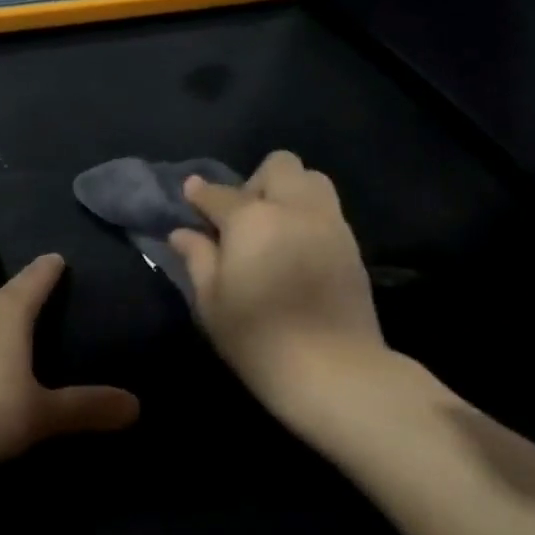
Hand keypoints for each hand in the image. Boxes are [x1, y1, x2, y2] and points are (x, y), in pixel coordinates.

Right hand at [169, 151, 386, 409]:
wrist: (333, 369)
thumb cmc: (258, 338)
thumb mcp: (212, 302)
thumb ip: (198, 259)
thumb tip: (183, 232)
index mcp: (252, 219)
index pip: (219, 194)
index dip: (201, 194)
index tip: (191, 196)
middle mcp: (294, 208)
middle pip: (279, 165)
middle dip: (256, 182)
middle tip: (243, 220)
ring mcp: (330, 223)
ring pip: (312, 179)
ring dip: (289, 191)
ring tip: (275, 229)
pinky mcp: (352, 245)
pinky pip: (328, 210)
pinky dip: (309, 215)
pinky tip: (298, 248)